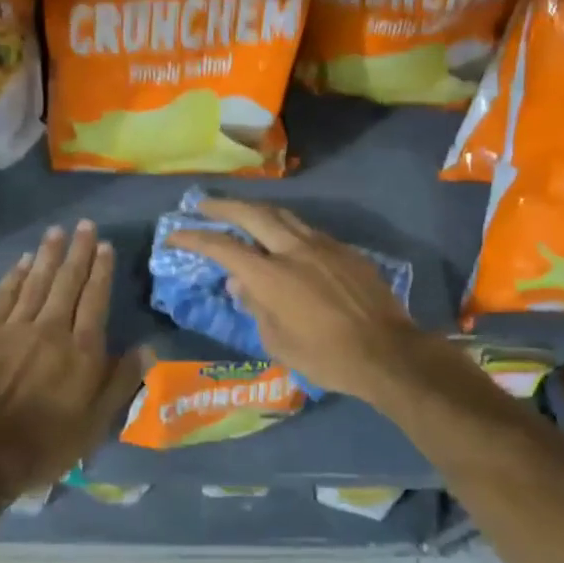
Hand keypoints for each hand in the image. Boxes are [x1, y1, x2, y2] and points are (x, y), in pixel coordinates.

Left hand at [0, 221, 147, 494]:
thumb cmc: (45, 444)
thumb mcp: (96, 423)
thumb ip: (122, 381)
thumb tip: (148, 347)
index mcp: (83, 350)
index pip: (96, 300)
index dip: (101, 271)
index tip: (105, 246)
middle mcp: (52, 329)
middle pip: (68, 283)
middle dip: (79, 252)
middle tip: (85, 226)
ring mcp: (15, 328)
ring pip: (37, 282)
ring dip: (49, 255)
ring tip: (58, 232)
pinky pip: (4, 296)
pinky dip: (15, 276)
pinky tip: (23, 261)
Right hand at [166, 198, 442, 405]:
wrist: (387, 353)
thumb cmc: (326, 357)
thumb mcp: (278, 342)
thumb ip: (255, 307)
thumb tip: (240, 284)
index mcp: (271, 275)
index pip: (223, 247)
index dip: (196, 237)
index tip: (176, 233)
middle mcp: (294, 250)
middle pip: (253, 214)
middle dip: (223, 206)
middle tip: (203, 205)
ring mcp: (323, 246)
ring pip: (284, 216)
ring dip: (257, 211)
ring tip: (242, 213)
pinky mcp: (346, 251)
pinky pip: (309, 232)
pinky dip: (287, 229)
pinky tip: (285, 240)